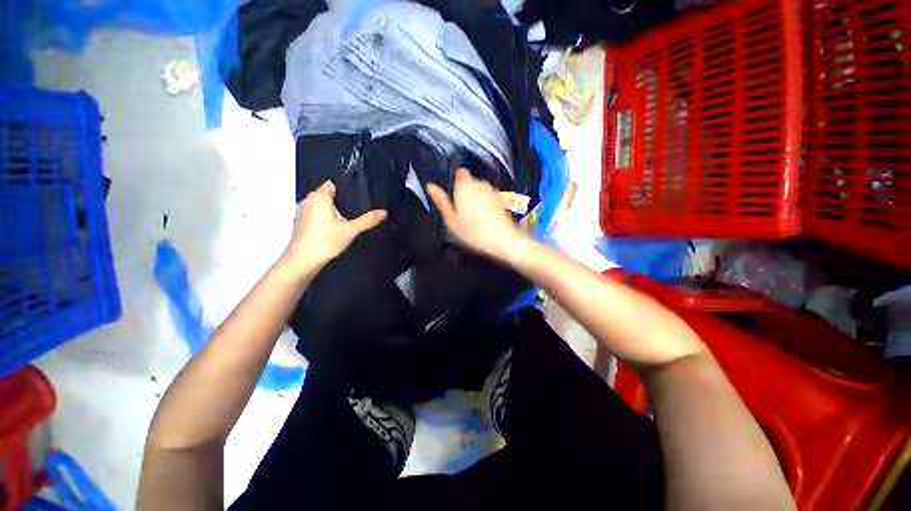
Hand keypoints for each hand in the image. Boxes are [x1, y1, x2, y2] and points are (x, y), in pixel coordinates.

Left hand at [283, 181, 386, 273]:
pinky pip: (314, 215)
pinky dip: (322, 219)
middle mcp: (308, 200)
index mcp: (319, 197)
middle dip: (339, 201)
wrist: (303, 259)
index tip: (355, 199)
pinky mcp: (299, 222)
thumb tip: (383, 212)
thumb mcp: (351, 230)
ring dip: (329, 211)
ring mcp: (301, 211)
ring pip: (319, 205)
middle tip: (353, 212)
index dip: (344, 190)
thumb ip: (367, 220)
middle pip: (326, 194)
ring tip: (344, 221)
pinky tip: (331, 230)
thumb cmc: (325, 241)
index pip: (332, 184)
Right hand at [426, 169, 527, 260]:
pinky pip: (490, 199)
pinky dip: (486, 205)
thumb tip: (430, 187)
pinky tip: (483, 219)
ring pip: (480, 190)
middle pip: (470, 182)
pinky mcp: (501, 200)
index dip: (455, 181)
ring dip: (476, 199)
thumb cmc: (473, 231)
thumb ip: (440, 200)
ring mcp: (492, 191)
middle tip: (460, 210)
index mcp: (464, 186)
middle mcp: (480, 184)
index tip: (452, 193)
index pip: (459, 172)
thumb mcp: (450, 219)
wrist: (501, 239)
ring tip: (472, 217)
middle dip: (465, 192)